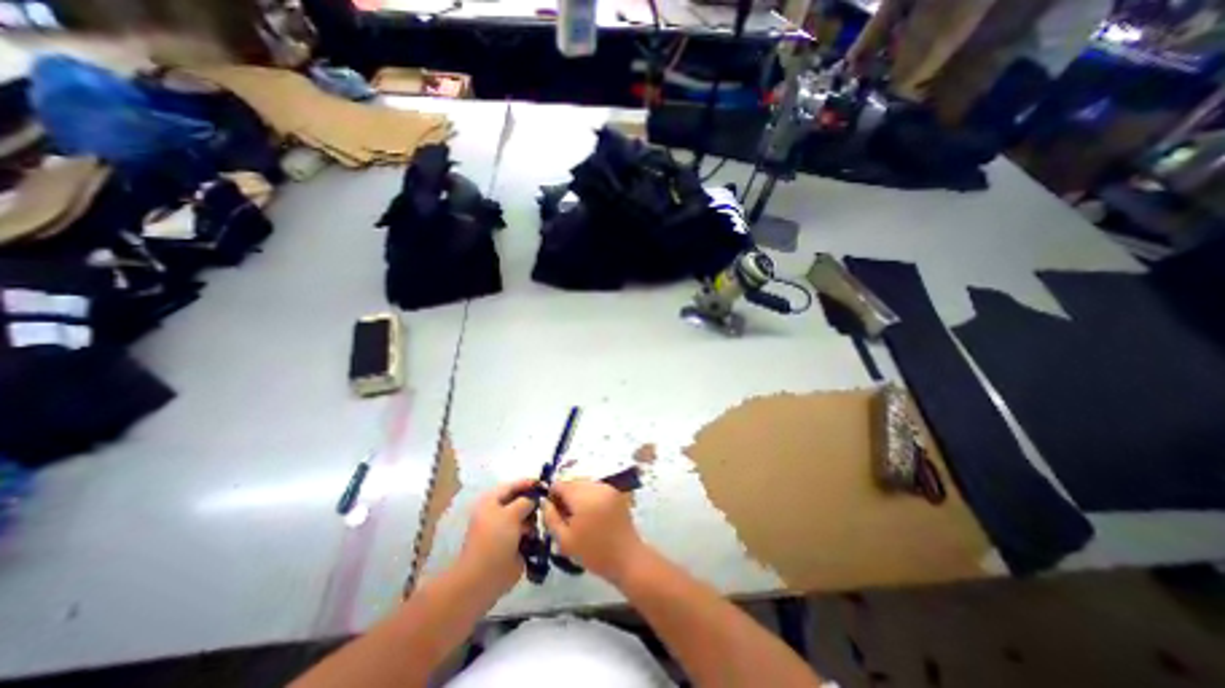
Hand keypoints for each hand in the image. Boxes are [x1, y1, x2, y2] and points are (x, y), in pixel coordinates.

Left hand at [459, 479, 536, 595]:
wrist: (484, 578)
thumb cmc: (494, 540)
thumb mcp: (511, 513)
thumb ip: (526, 501)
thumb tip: (535, 499)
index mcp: (491, 501)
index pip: (512, 486)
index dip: (528, 483)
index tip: (545, 484)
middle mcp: (497, 513)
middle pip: (520, 500)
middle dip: (534, 501)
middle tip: (550, 502)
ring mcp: (505, 529)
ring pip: (526, 516)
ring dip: (536, 517)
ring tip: (547, 519)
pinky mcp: (512, 544)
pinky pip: (528, 531)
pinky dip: (535, 531)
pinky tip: (544, 531)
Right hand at [542, 479, 644, 585]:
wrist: (626, 557)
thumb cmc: (593, 552)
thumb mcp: (565, 540)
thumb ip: (551, 518)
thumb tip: (544, 502)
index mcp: (582, 497)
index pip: (560, 484)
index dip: (552, 495)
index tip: (552, 510)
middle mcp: (595, 487)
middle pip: (573, 482)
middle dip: (566, 495)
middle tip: (565, 516)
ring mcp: (607, 488)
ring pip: (584, 484)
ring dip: (578, 494)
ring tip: (578, 516)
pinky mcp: (615, 492)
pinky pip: (596, 488)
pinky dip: (590, 496)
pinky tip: (591, 514)